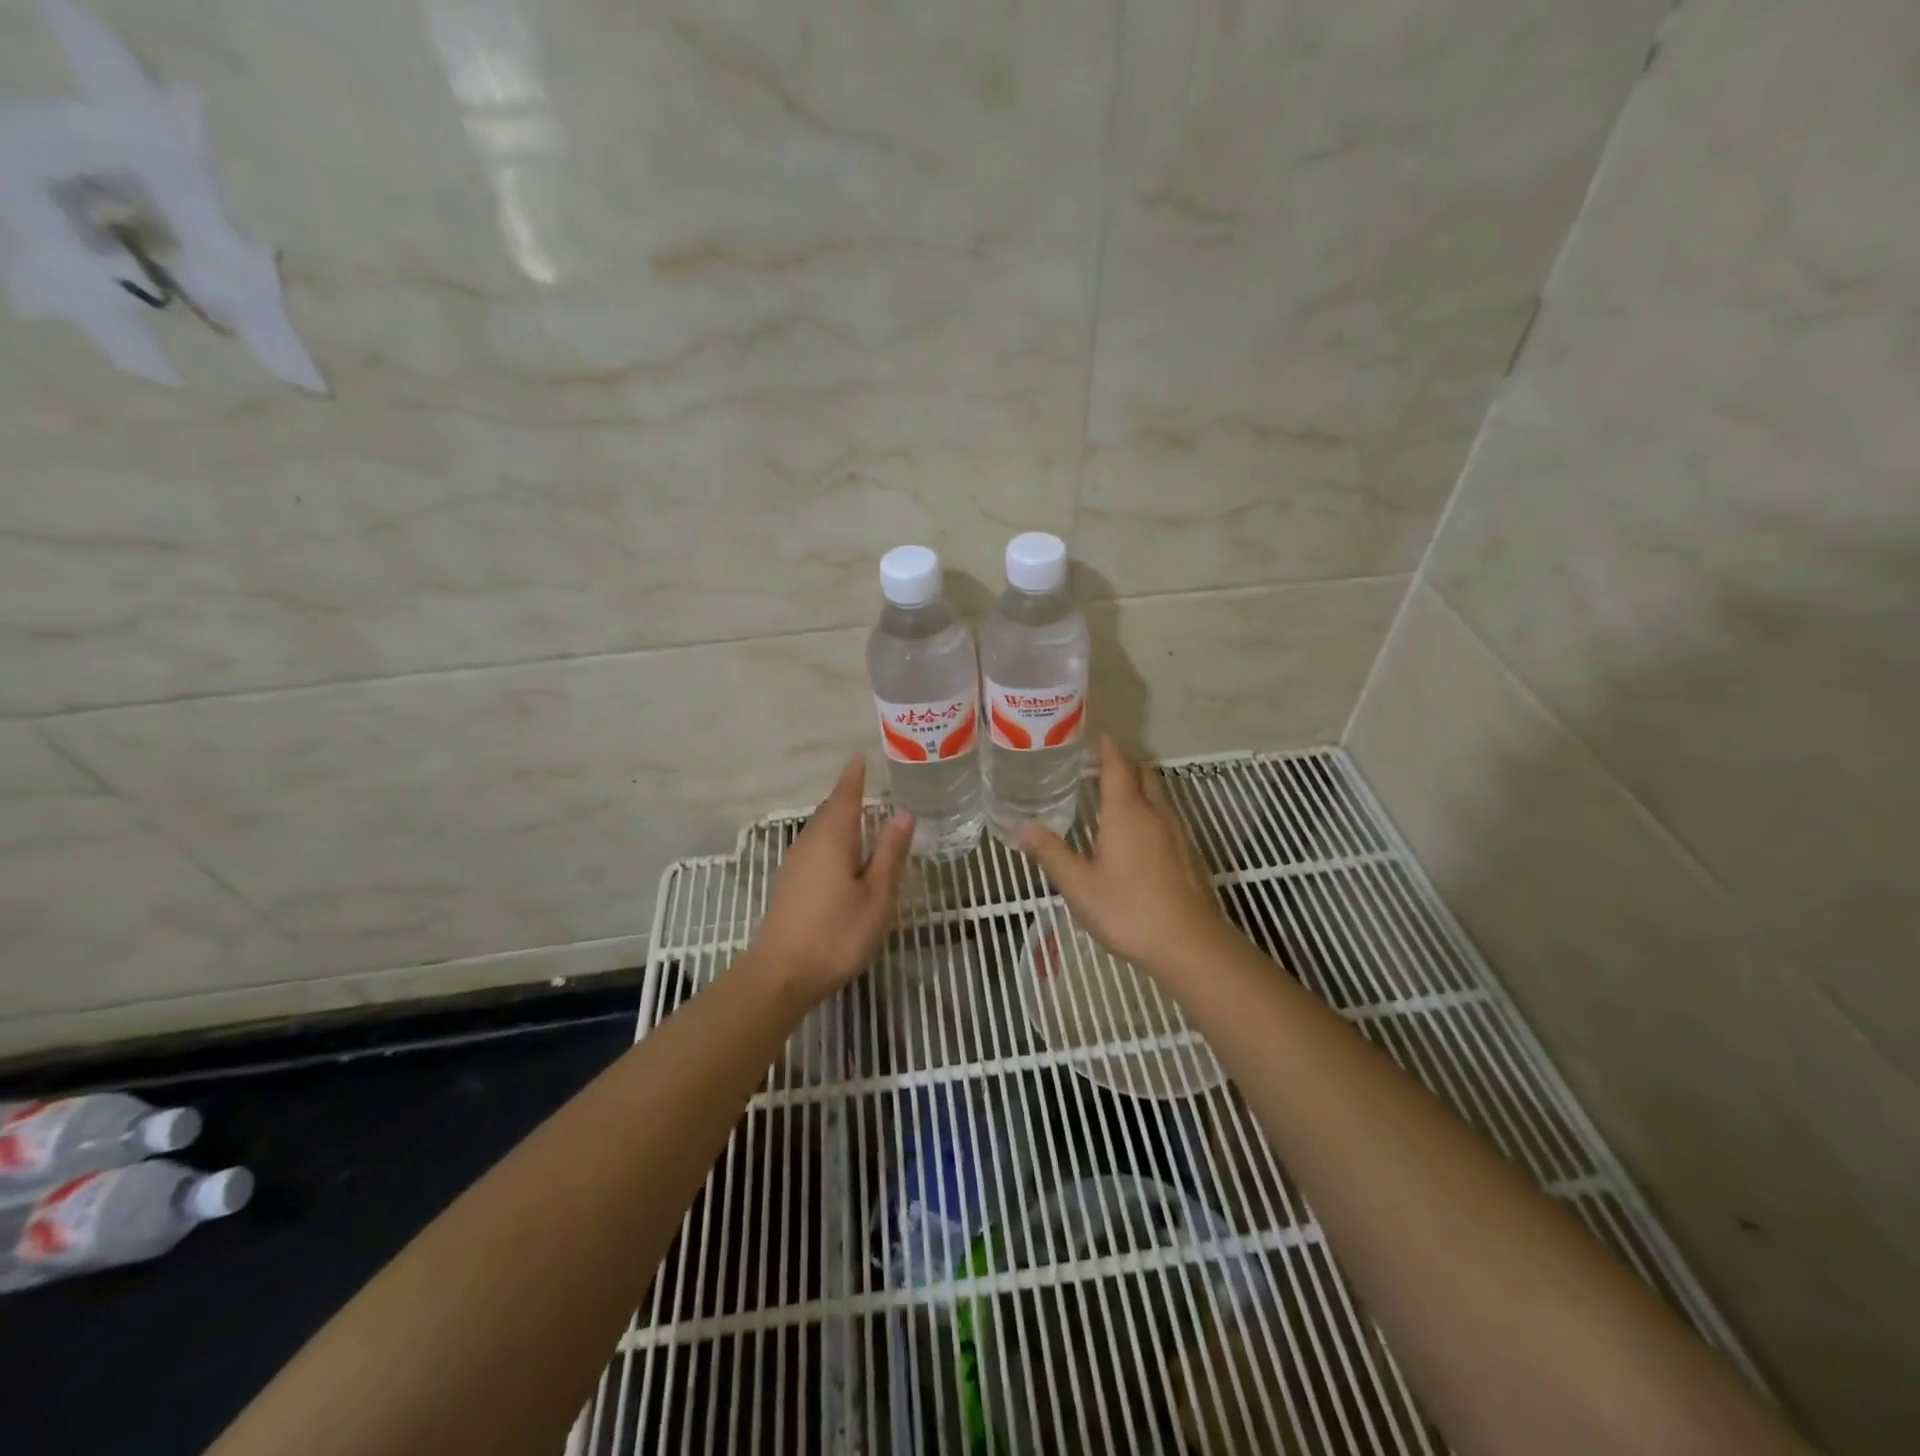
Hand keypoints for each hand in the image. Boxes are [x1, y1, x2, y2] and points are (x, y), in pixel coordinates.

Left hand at [747, 755, 913, 1005]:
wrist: (781, 974)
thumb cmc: (836, 934)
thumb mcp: (876, 896)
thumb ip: (890, 854)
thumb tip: (904, 814)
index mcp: (833, 837)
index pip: (845, 795)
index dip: (854, 775)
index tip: (860, 756)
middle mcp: (810, 841)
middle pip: (831, 809)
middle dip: (849, 794)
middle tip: (871, 783)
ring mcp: (795, 862)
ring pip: (821, 828)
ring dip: (840, 817)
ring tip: (863, 814)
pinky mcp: (790, 882)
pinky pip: (815, 845)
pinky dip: (832, 837)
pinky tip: (844, 853)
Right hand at [1020, 735, 1227, 972]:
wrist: (1189, 945)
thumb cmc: (1127, 910)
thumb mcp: (1078, 885)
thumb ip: (1050, 853)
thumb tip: (1021, 825)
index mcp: (1126, 813)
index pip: (1118, 768)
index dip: (1108, 750)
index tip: (1100, 735)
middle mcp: (1155, 814)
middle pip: (1145, 775)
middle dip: (1127, 766)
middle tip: (1104, 767)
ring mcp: (1178, 834)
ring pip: (1161, 796)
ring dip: (1142, 788)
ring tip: (1120, 797)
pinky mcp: (1190, 854)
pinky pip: (1170, 818)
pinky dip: (1154, 813)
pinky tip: (1142, 837)